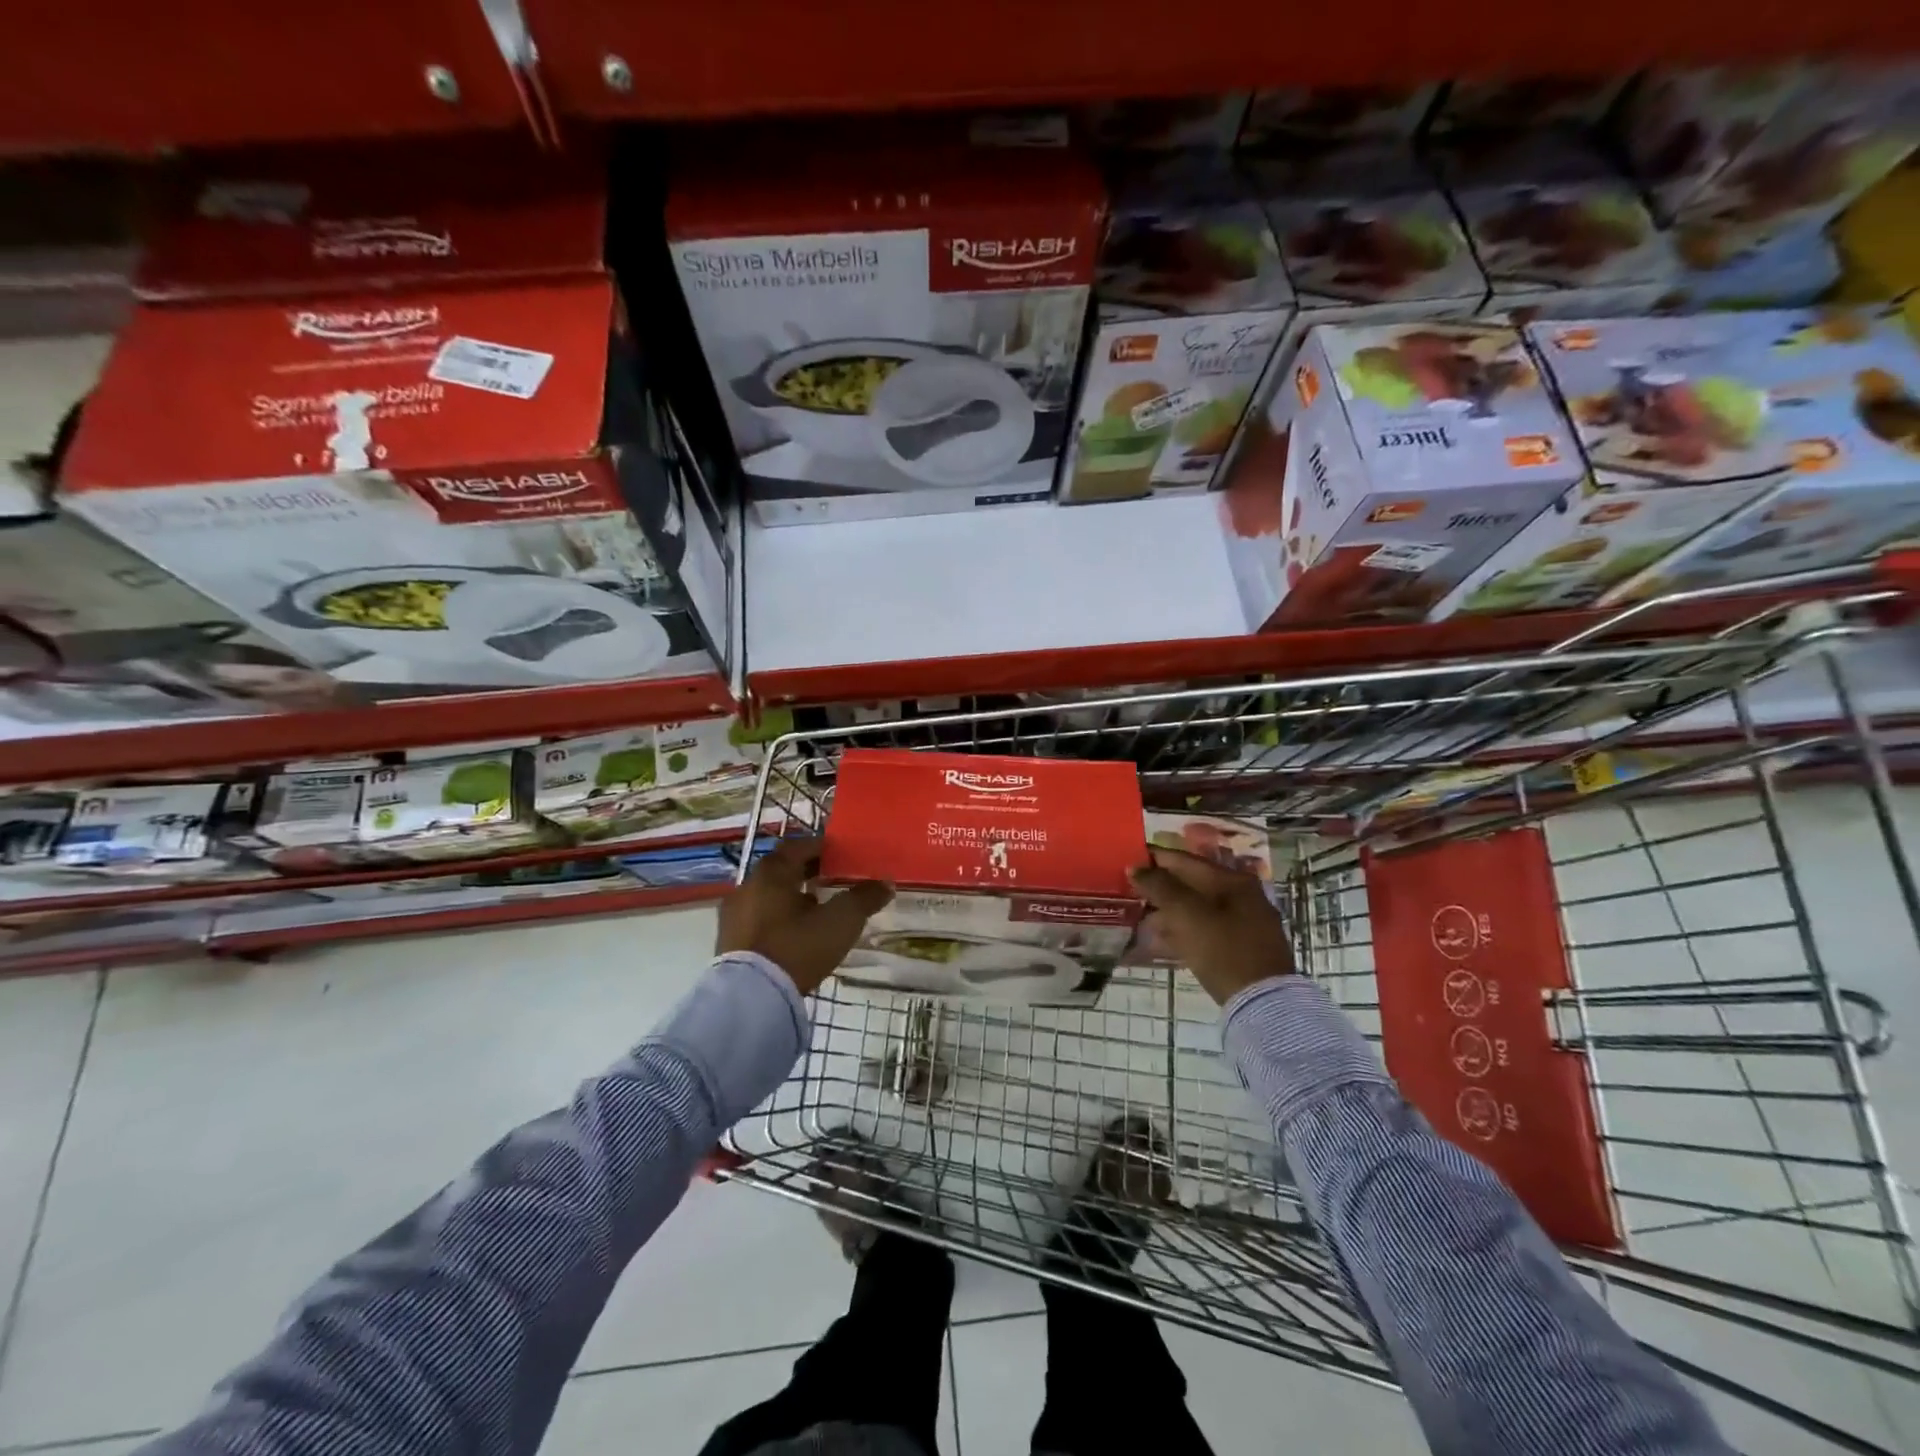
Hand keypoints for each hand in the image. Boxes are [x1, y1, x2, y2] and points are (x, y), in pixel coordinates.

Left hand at [717, 838, 892, 995]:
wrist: (752, 998)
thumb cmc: (798, 946)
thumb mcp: (841, 920)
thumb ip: (864, 898)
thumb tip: (885, 883)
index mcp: (772, 872)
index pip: (798, 846)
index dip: (822, 847)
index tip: (841, 855)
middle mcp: (747, 886)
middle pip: (782, 870)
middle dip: (807, 872)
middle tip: (832, 879)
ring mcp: (734, 915)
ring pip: (769, 896)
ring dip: (792, 897)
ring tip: (817, 910)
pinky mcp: (729, 943)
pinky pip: (759, 919)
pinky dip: (778, 919)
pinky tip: (796, 935)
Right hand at [1129, 846, 1293, 1004]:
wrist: (1262, 1003)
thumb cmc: (1223, 950)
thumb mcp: (1187, 915)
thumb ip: (1160, 887)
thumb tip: (1136, 867)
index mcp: (1233, 881)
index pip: (1186, 860)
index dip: (1155, 858)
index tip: (1128, 860)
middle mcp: (1243, 896)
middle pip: (1193, 884)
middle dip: (1160, 888)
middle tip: (1130, 891)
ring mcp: (1245, 923)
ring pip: (1198, 909)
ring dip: (1168, 912)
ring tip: (1139, 918)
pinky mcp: (1242, 949)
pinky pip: (1205, 931)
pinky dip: (1182, 932)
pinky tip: (1160, 941)